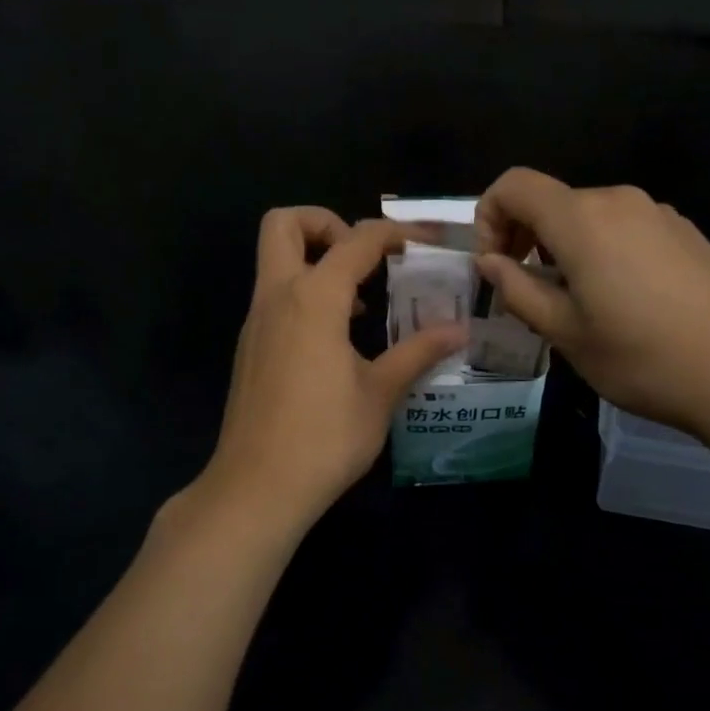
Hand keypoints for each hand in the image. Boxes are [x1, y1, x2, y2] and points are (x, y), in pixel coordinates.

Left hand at [194, 208, 466, 536]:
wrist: (256, 488)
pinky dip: (304, 293)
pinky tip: (337, 337)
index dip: (397, 231)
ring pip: (275, 260)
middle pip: (285, 224)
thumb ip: (417, 352)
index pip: (357, 240)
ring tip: (362, 300)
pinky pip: (275, 296)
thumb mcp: (380, 393)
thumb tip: (459, 330)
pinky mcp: (250, 348)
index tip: (428, 242)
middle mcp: (277, 297)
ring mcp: (256, 322)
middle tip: (365, 257)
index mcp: (313, 298)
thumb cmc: (325, 438)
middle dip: (326, 222)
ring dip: (316, 260)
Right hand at [474, 168, 709, 437]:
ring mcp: (658, 213)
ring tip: (575, 302)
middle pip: (551, 201)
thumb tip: (490, 261)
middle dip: (525, 237)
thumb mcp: (565, 333)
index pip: (514, 185)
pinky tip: (622, 300)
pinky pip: (624, 227)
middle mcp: (619, 201)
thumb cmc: (642, 359)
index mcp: (582, 219)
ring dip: (563, 247)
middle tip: (527, 291)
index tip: (495, 265)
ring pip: (588, 216)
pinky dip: (601, 250)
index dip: (488, 217)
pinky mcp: (685, 231)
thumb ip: (517, 289)